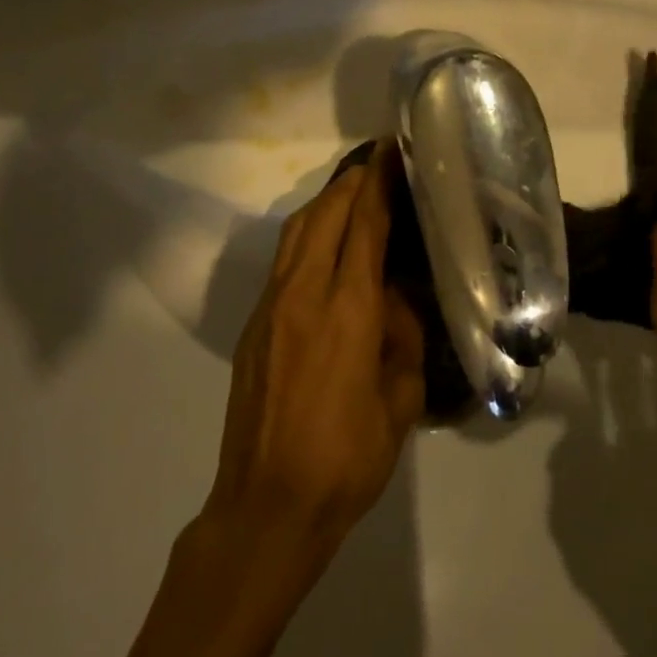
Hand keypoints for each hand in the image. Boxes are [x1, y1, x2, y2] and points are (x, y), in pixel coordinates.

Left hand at [205, 142, 425, 552]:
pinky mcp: (254, 326)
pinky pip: (283, 261)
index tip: (392, 151)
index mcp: (345, 310)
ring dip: (325, 204)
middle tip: (380, 164)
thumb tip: (397, 297)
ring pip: (296, 233)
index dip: (378, 183)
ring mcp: (270, 309)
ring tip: (354, 193)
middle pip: (324, 215)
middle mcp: (302, 295)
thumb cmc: (347, 459)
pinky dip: (308, 236)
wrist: (267, 505)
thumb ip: (402, 336)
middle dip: (352, 182)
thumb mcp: (399, 400)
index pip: (364, 225)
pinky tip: (326, 246)